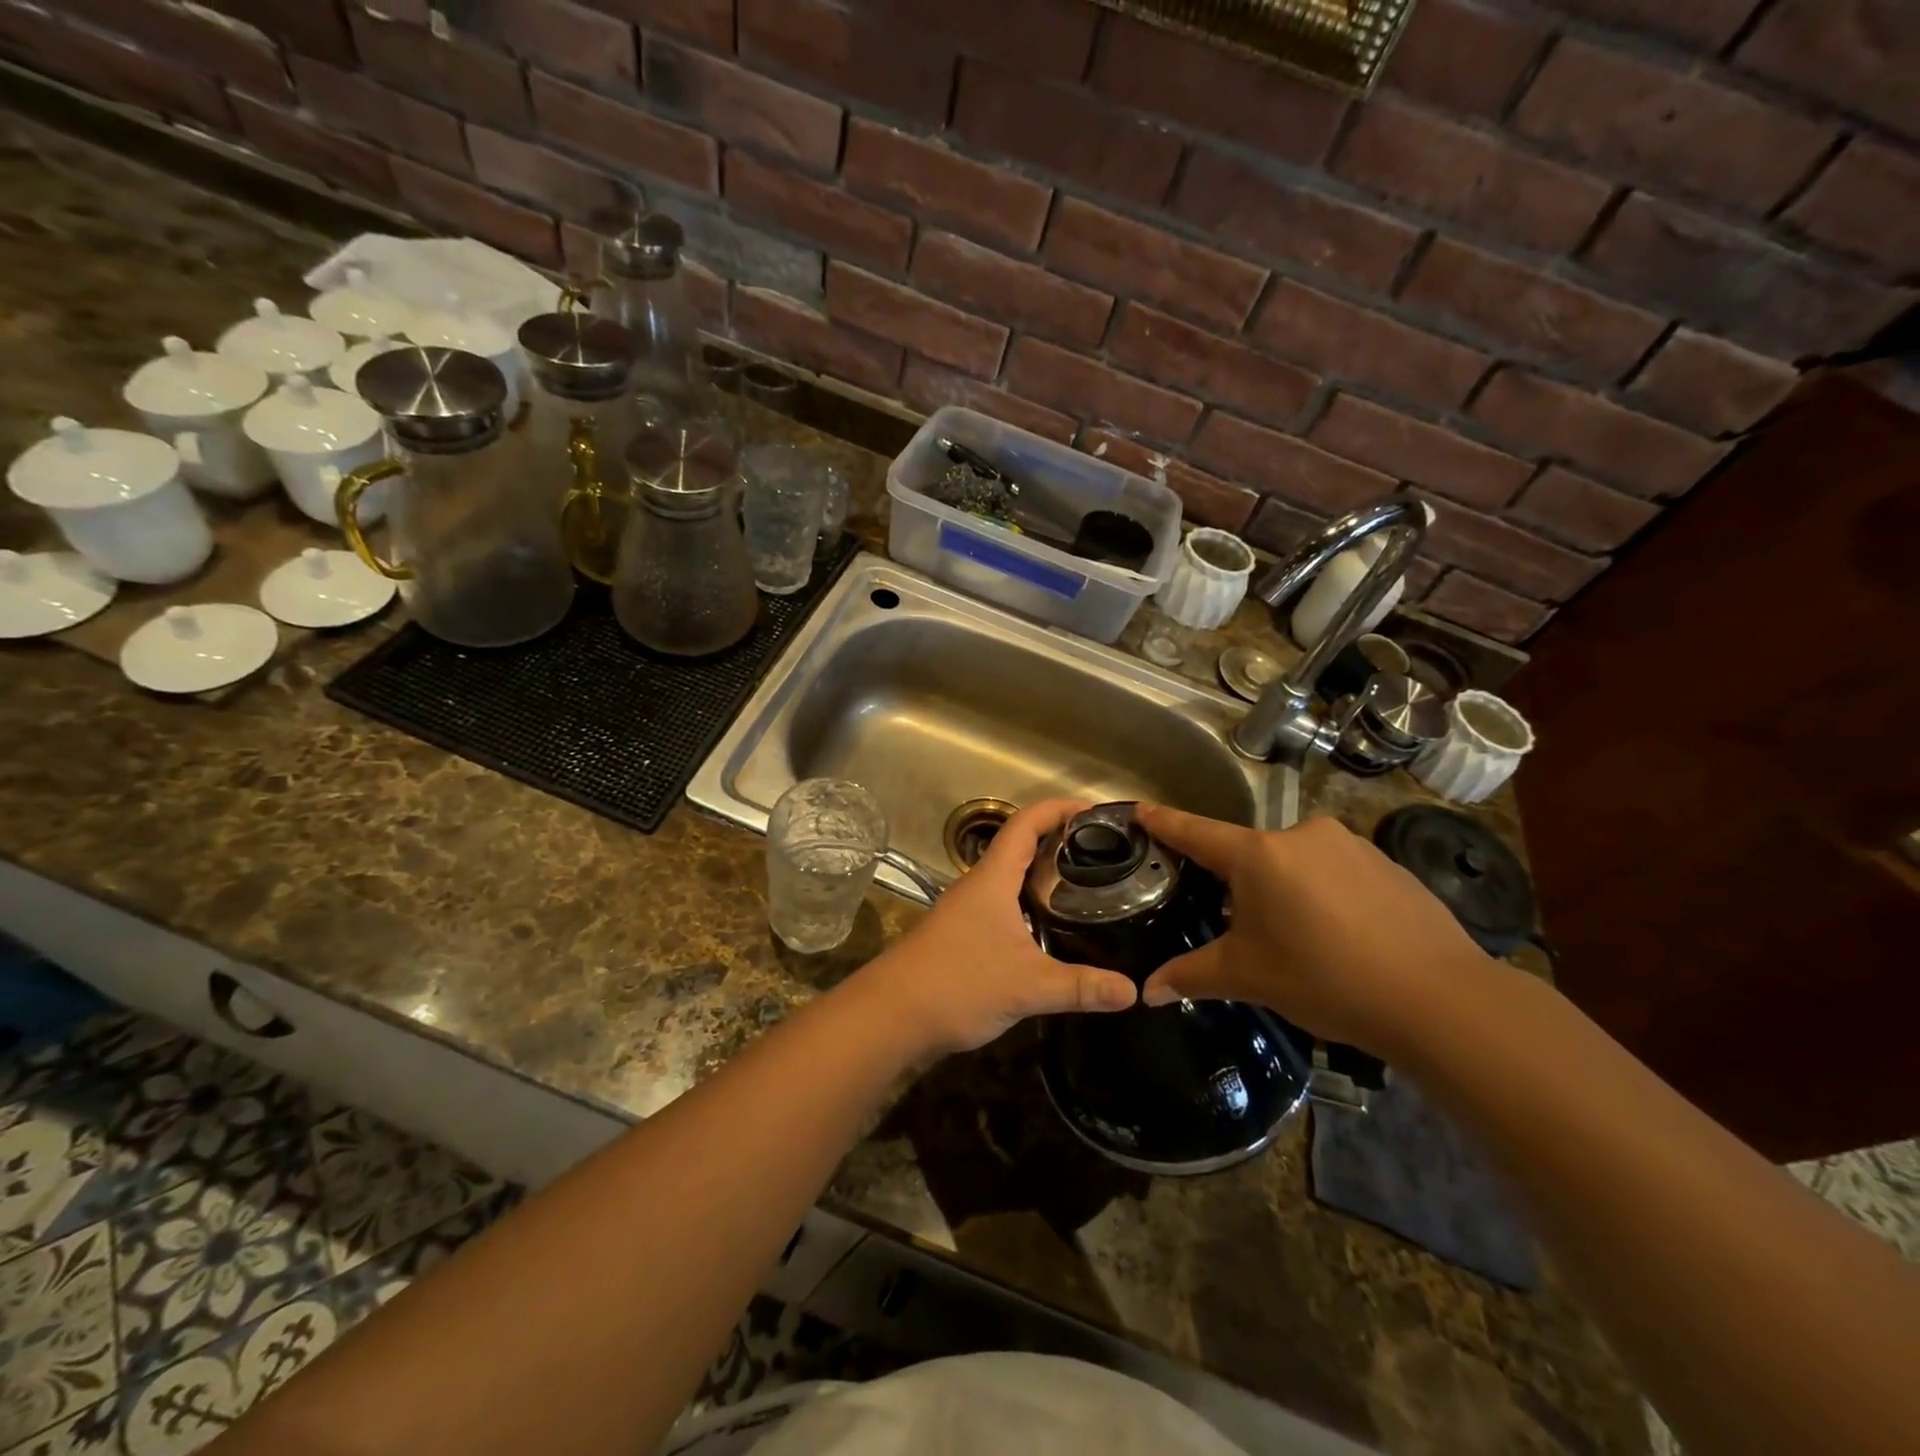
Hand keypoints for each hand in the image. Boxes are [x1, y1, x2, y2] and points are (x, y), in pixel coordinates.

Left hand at [852, 799, 1136, 1056]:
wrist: (891, 1016)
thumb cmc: (957, 984)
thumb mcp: (1027, 986)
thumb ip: (1081, 987)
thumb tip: (1133, 991)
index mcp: (992, 879)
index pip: (1026, 823)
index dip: (1059, 809)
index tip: (1096, 811)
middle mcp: (979, 886)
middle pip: (1021, 846)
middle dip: (1061, 842)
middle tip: (1105, 853)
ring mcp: (967, 911)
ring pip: (1012, 879)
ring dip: (1045, 876)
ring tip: (1088, 887)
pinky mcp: (963, 936)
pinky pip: (1005, 906)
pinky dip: (1032, 906)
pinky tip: (1053, 930)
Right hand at [1134, 805, 1490, 1058]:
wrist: (1439, 998)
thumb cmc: (1325, 979)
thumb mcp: (1248, 977)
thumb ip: (1191, 976)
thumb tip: (1145, 992)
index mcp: (1259, 856)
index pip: (1197, 832)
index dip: (1165, 822)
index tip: (1140, 808)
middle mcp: (1301, 836)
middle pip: (1250, 853)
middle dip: (1238, 882)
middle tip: (1239, 924)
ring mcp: (1350, 845)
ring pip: (1296, 861)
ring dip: (1286, 889)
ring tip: (1299, 938)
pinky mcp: (1387, 863)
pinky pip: (1337, 871)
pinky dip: (1326, 894)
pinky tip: (1342, 935)